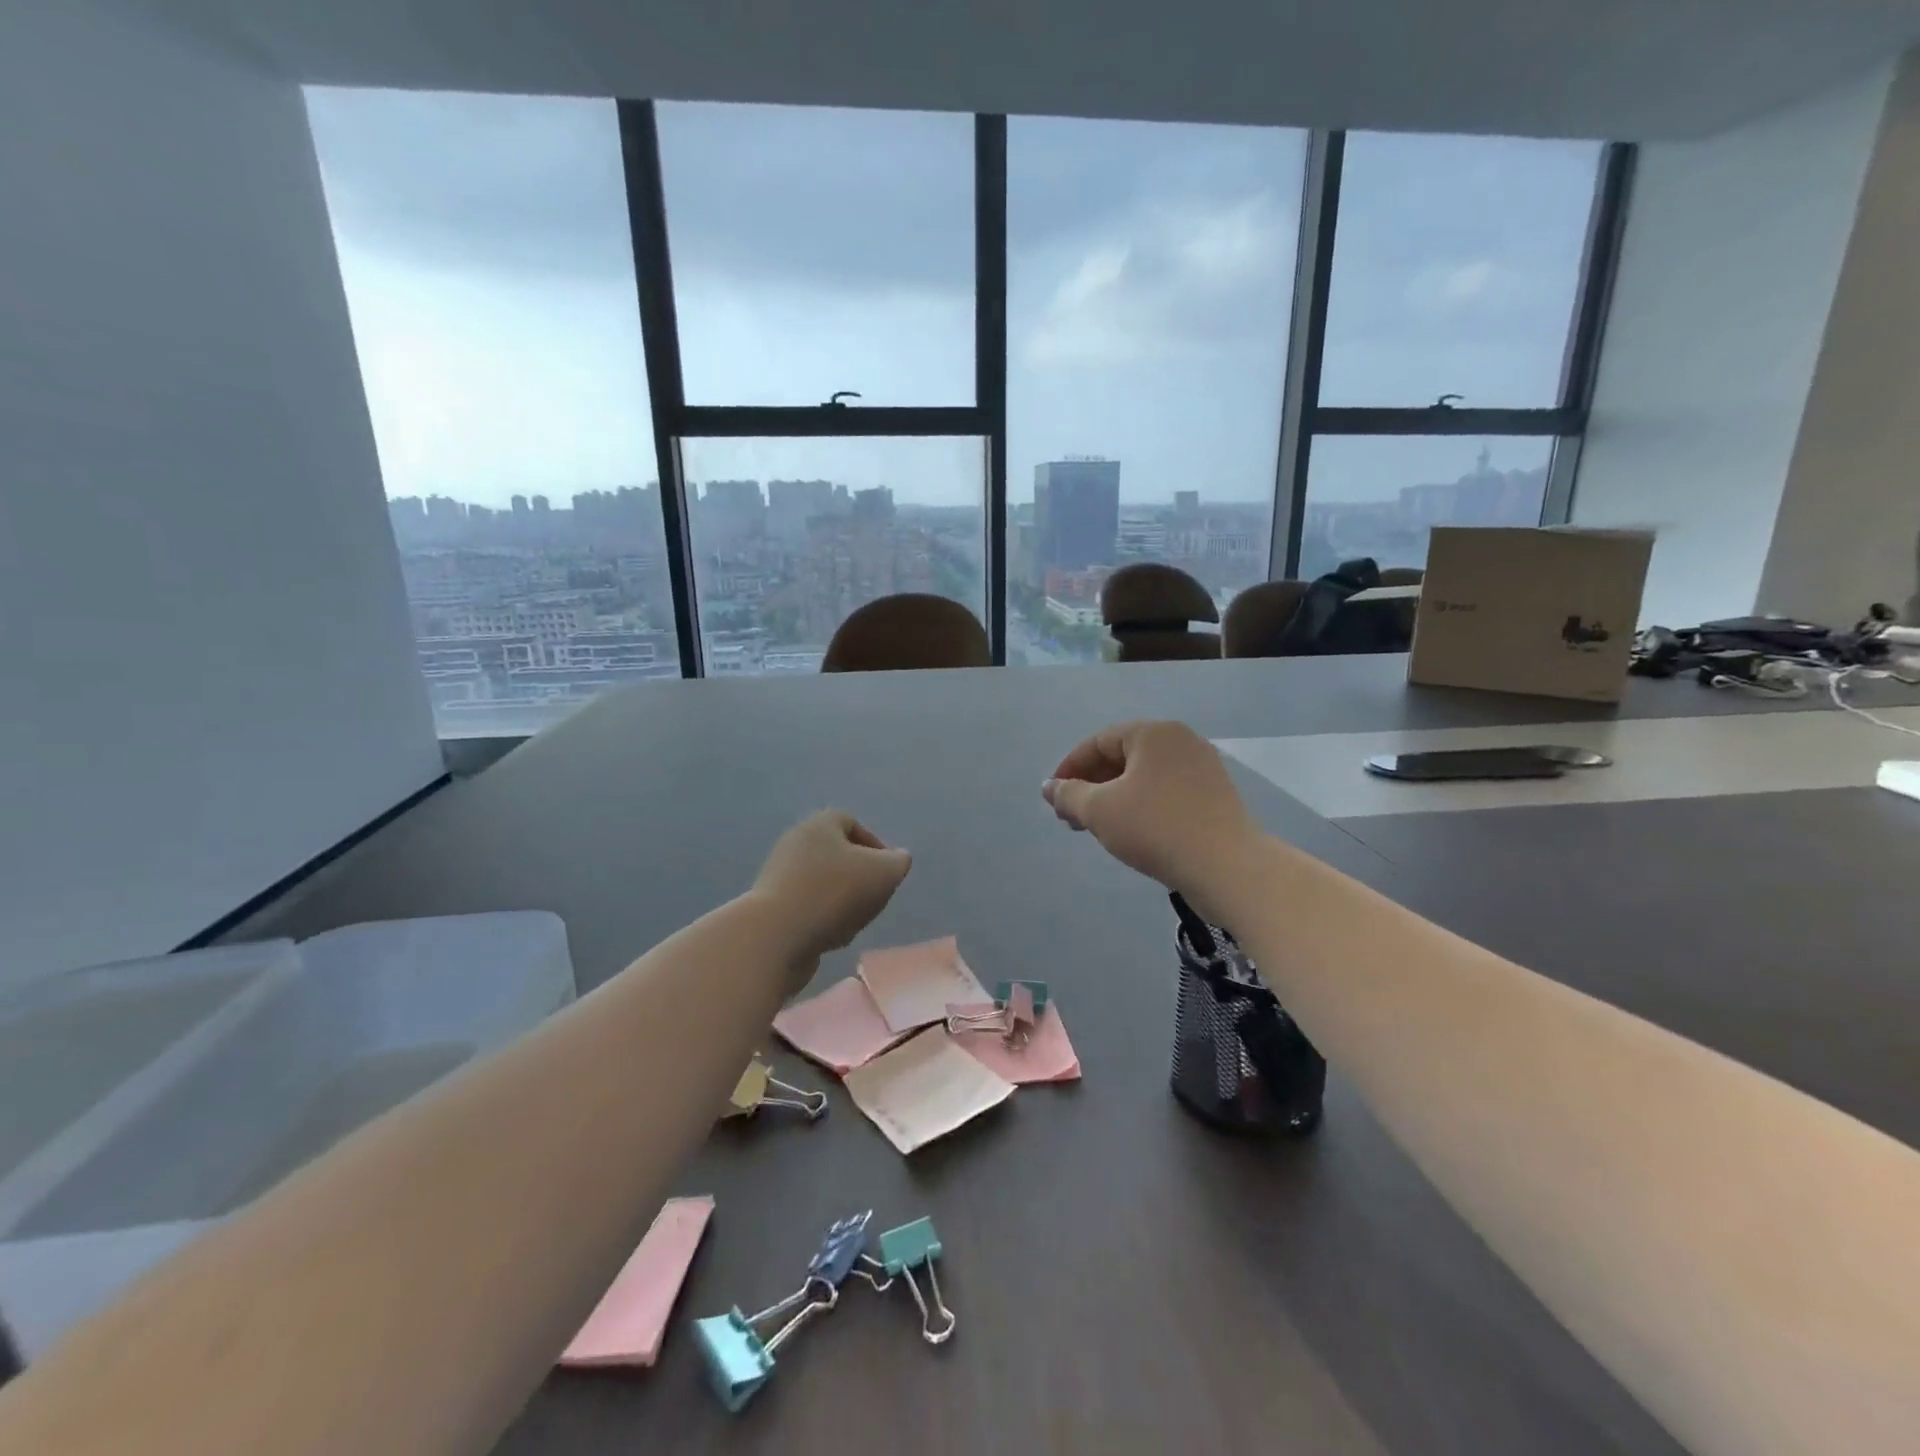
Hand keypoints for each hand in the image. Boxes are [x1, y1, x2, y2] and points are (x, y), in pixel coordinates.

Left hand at [752, 811, 912, 962]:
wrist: (776, 935)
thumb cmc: (835, 893)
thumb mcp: (884, 873)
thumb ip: (898, 862)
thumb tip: (897, 859)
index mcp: (821, 824)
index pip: (851, 822)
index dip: (874, 844)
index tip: (887, 871)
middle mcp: (795, 842)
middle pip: (836, 853)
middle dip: (858, 875)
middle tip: (873, 896)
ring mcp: (778, 873)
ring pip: (821, 881)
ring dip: (841, 899)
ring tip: (854, 921)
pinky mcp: (769, 905)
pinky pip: (805, 905)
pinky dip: (821, 917)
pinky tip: (830, 936)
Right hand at [1041, 721, 1258, 912]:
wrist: (1227, 867)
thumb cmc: (1155, 828)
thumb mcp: (1099, 810)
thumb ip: (1069, 795)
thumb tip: (1050, 787)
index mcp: (1153, 733)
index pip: (1098, 741)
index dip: (1069, 768)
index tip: (1053, 797)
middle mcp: (1180, 741)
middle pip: (1122, 757)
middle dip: (1091, 786)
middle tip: (1071, 817)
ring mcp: (1202, 768)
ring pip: (1143, 777)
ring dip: (1113, 798)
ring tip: (1095, 828)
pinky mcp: (1214, 796)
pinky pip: (1165, 792)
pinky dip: (1140, 806)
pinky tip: (1130, 832)